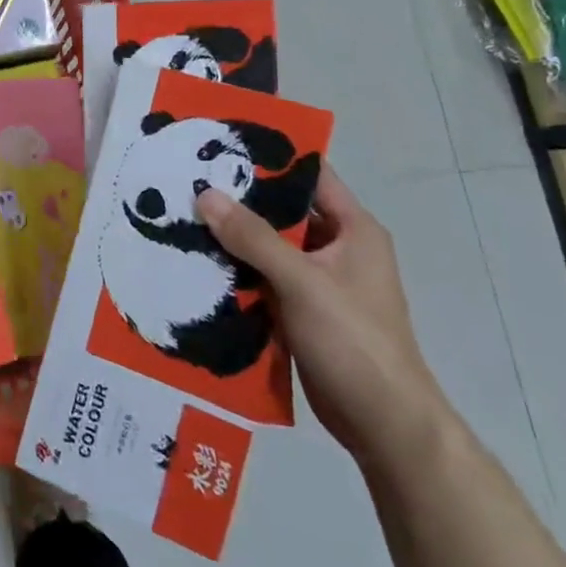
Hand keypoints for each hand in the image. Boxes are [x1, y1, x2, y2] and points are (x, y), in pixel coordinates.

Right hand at [197, 167, 450, 474]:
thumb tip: (205, 194)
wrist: (383, 424)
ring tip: (182, 215)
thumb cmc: (353, 340)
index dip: (271, 157)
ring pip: (268, 246)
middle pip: (282, 210)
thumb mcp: (302, 281)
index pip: (310, 175)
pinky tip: (197, 263)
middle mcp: (337, 248)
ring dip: (232, 236)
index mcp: (353, 229)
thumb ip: (253, 237)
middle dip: (238, 198)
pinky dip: (236, 270)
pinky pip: (263, 278)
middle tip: (187, 179)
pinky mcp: (302, 310)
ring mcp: (319, 281)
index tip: (221, 142)